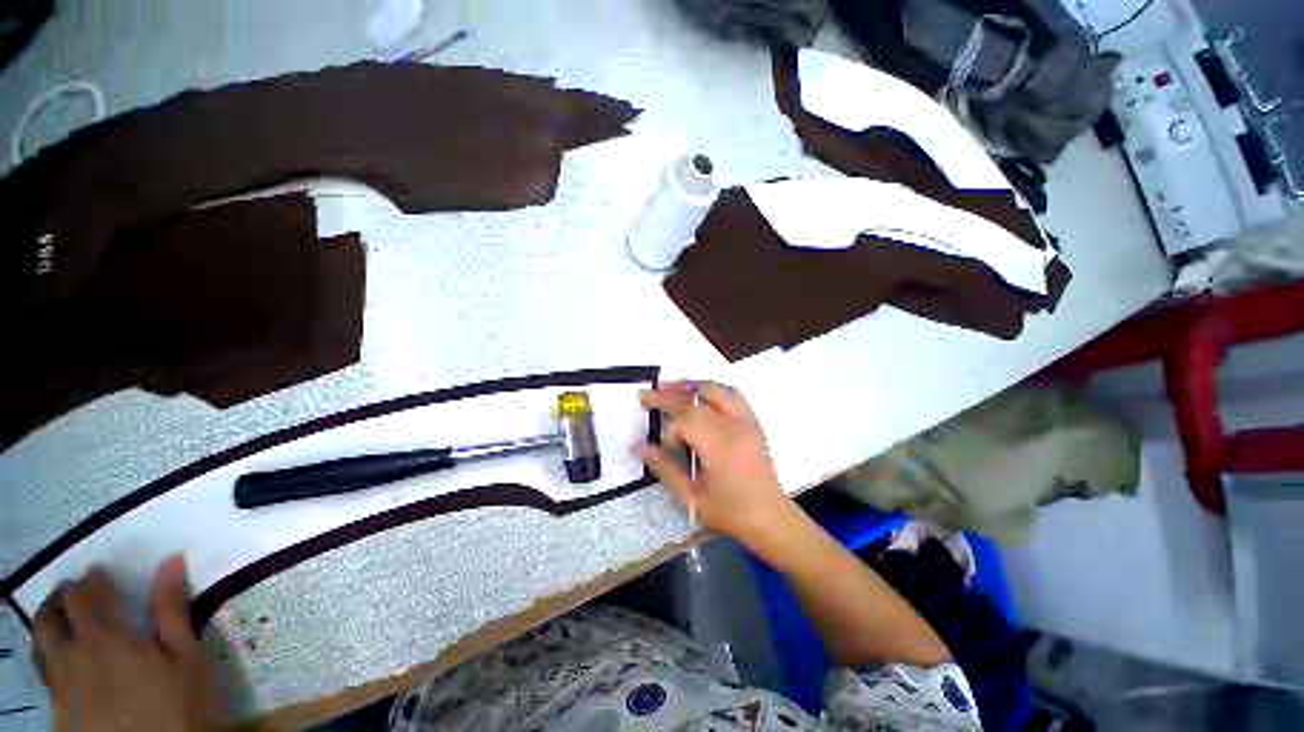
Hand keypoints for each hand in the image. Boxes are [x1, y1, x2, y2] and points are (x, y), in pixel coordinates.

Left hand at [35, 556, 216, 731]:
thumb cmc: (180, 705)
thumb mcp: (188, 658)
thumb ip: (173, 610)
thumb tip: (172, 561)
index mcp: (105, 639)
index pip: (83, 595)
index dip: (91, 580)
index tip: (104, 574)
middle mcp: (72, 656)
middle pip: (51, 615)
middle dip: (64, 596)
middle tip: (82, 592)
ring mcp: (60, 686)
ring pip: (40, 642)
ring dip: (50, 622)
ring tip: (67, 619)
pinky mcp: (58, 709)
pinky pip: (44, 670)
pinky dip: (49, 653)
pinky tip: (66, 660)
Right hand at [638, 381, 798, 548]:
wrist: (769, 516)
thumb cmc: (730, 511)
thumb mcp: (691, 497)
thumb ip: (663, 467)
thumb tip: (638, 446)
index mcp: (721, 446)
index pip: (688, 417)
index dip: (669, 424)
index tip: (661, 442)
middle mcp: (735, 426)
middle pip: (698, 397)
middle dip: (670, 394)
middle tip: (648, 395)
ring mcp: (747, 420)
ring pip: (716, 389)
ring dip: (690, 386)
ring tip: (670, 388)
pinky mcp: (753, 421)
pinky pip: (731, 393)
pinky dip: (710, 390)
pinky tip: (698, 396)